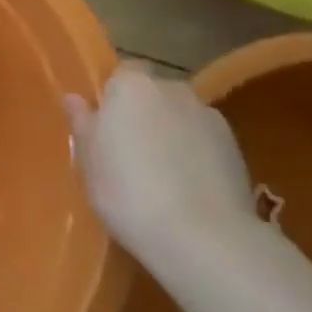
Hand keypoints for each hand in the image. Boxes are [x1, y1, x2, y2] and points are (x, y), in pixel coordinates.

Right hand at [64, 62, 253, 264]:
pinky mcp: (237, 149)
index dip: (113, 98)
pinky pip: (205, 143)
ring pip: (181, 118)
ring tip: (163, 177)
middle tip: (130, 153)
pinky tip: (189, 190)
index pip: (121, 74)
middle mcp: (173, 89)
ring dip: (172, 135)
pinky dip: (197, 156)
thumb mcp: (89, 161)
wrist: (202, 237)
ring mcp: (209, 117)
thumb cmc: (128, 191)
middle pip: (153, 94)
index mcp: (132, 86)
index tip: (105, 128)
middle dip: (144, 115)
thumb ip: (83, 123)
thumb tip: (75, 99)